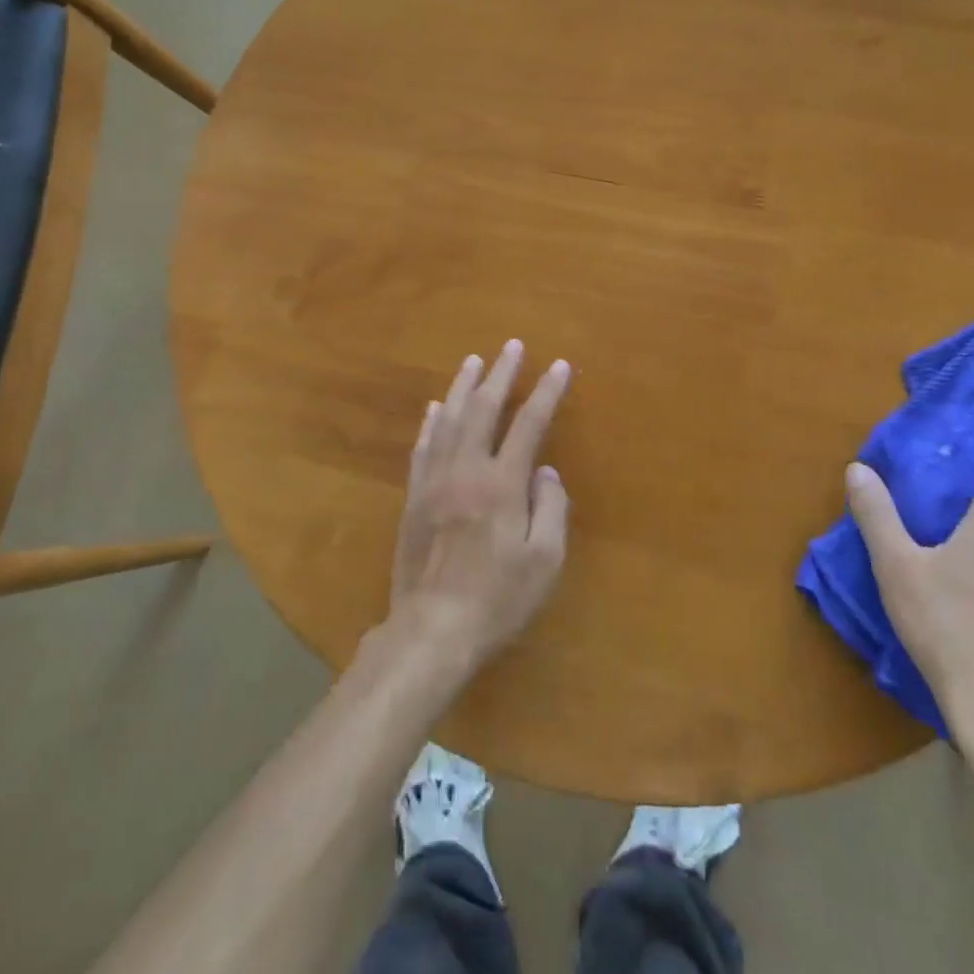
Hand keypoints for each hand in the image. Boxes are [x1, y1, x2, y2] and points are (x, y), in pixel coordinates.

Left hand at [390, 340, 573, 665]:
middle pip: (483, 409)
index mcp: (501, 483)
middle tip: (511, 346)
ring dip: (462, 386)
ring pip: (448, 419)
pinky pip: (423, 446)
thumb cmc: (497, 598)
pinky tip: (435, 407)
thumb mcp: (544, 561)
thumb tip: (546, 471)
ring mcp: (434, 480)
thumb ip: (551, 508)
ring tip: (473, 361)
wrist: (432, 627)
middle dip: (500, 374)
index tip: (559, 366)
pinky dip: (431, 421)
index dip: (546, 392)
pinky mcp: (413, 496)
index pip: (528, 424)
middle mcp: (465, 470)